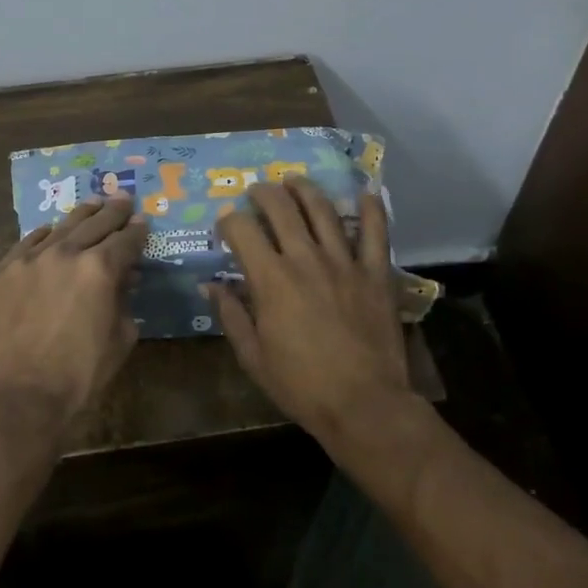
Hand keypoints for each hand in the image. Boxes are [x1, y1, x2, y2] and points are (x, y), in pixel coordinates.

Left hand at [0, 195, 147, 426]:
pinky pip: (26, 244)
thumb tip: (125, 280)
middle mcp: (64, 253)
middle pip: (95, 223)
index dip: (137, 231)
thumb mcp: (121, 338)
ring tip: (93, 204)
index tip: (142, 223)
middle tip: (122, 200)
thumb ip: (125, 301)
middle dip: (113, 212)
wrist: (20, 396)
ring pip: (60, 227)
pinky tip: (50, 232)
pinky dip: (43, 237)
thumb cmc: (79, 374)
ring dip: (81, 216)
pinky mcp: (0, 272)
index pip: (126, 240)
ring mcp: (28, 259)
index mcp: (99, 268)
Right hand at [207, 178, 408, 445]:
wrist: (364, 405)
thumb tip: (211, 285)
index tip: (226, 225)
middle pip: (281, 208)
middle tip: (257, 192)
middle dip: (264, 193)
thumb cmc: (302, 386)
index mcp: (271, 279)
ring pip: (323, 210)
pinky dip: (370, 210)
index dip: (229, 221)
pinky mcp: (375, 273)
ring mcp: (344, 262)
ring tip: (294, 181)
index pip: (242, 230)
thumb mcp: (253, 357)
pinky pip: (375, 233)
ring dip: (305, 189)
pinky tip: (364, 194)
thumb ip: (232, 315)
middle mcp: (305, 259)